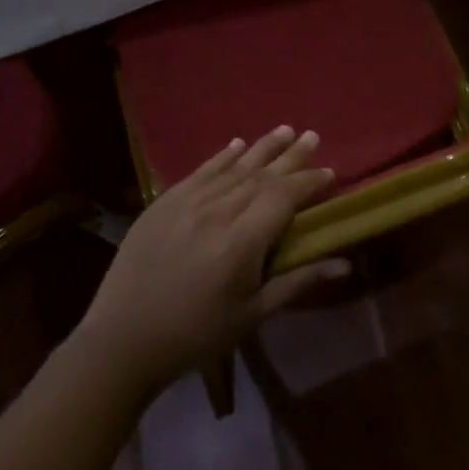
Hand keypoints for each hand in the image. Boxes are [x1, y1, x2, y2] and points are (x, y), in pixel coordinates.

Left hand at [77, 126, 346, 393]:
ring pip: (232, 167)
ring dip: (261, 147)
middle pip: (260, 175)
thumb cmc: (196, 334)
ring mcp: (186, 203)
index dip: (308, 182)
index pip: (283, 197)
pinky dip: (222, 156)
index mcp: (240, 242)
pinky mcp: (163, 202)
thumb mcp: (252, 314)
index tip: (329, 172)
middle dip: (290, 156)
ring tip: (285, 129)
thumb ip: (297, 282)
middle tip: (313, 136)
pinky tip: (237, 144)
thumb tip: (345, 264)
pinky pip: (200, 171)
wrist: (123, 340)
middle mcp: (216, 212)